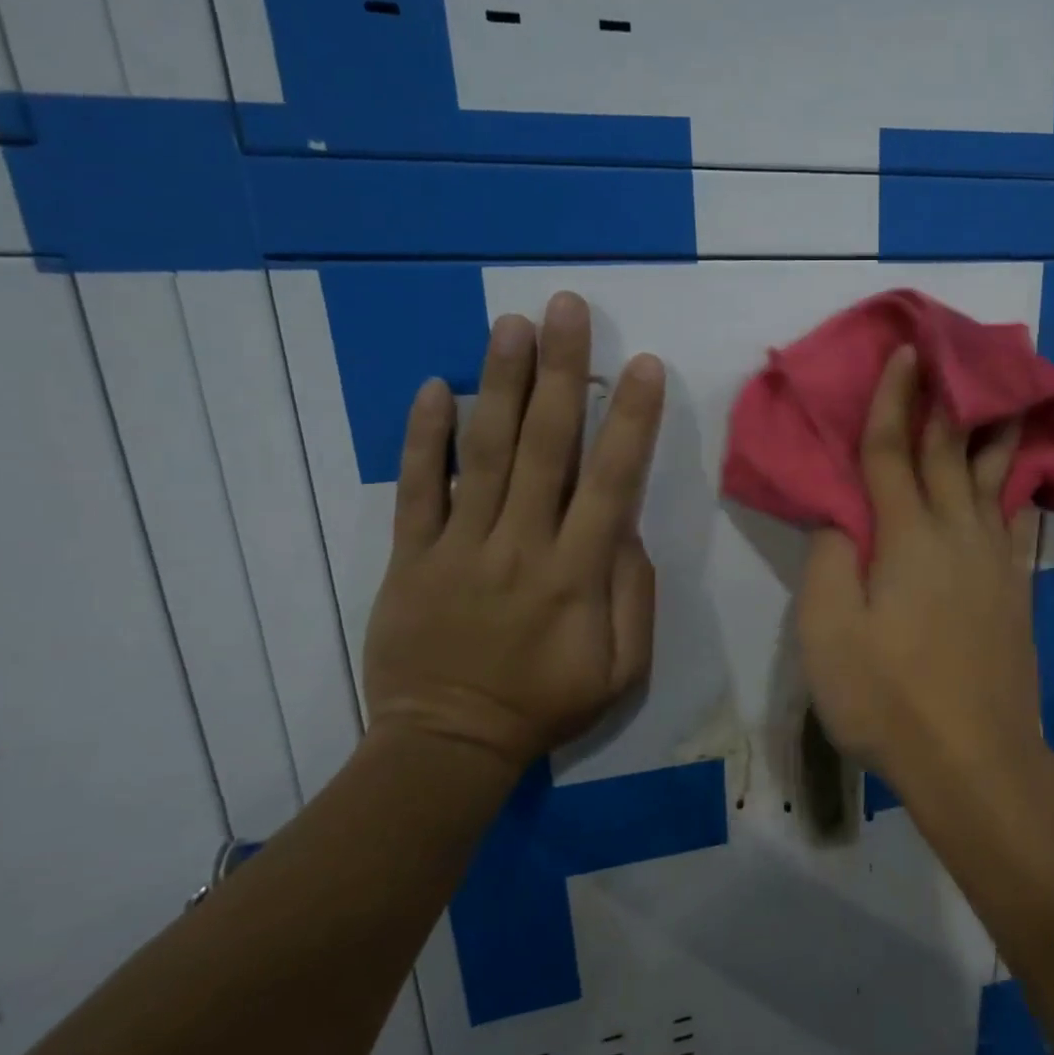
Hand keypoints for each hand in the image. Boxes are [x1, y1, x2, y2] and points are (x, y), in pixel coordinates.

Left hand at [363, 292, 664, 772]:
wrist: (447, 746)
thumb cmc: (547, 705)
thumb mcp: (621, 669)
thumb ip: (634, 595)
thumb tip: (625, 528)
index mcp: (577, 574)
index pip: (611, 482)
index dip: (630, 421)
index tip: (643, 365)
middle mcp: (520, 546)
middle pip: (546, 447)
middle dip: (562, 373)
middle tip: (567, 309)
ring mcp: (459, 547)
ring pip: (485, 454)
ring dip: (501, 385)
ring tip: (513, 325)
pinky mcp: (410, 556)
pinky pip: (417, 490)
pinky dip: (423, 438)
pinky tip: (435, 386)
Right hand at [797, 345, 1040, 787]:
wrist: (973, 758)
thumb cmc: (888, 697)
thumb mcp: (828, 634)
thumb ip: (830, 563)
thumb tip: (840, 517)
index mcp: (906, 538)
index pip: (892, 452)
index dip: (892, 399)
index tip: (904, 352)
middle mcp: (956, 534)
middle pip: (950, 452)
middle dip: (945, 400)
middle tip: (951, 354)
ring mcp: (994, 561)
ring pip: (994, 479)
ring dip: (993, 432)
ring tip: (1003, 397)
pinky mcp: (1015, 590)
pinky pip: (1017, 522)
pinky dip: (1017, 490)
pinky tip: (1020, 480)